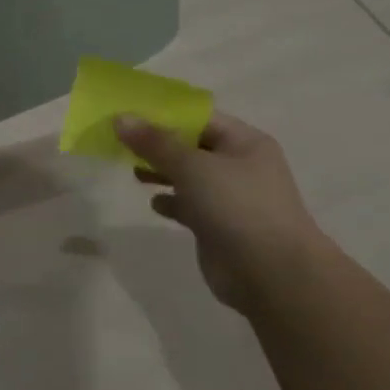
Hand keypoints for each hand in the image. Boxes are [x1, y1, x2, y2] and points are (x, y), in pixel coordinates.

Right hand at [116, 110, 331, 316]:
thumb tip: (120, 118)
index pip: (200, 118)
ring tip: (133, 172)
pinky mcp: (219, 226)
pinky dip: (171, 202)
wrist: (270, 274)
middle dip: (158, 145)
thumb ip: (154, 142)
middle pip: (192, 147)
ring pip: (189, 177)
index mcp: (245, 143)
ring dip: (162, 173)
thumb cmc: (236, 206)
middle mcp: (240, 166)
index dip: (165, 115)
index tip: (128, 115)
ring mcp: (231, 198)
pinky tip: (154, 204)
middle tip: (121, 144)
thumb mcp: (192, 166)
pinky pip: (190, 205)